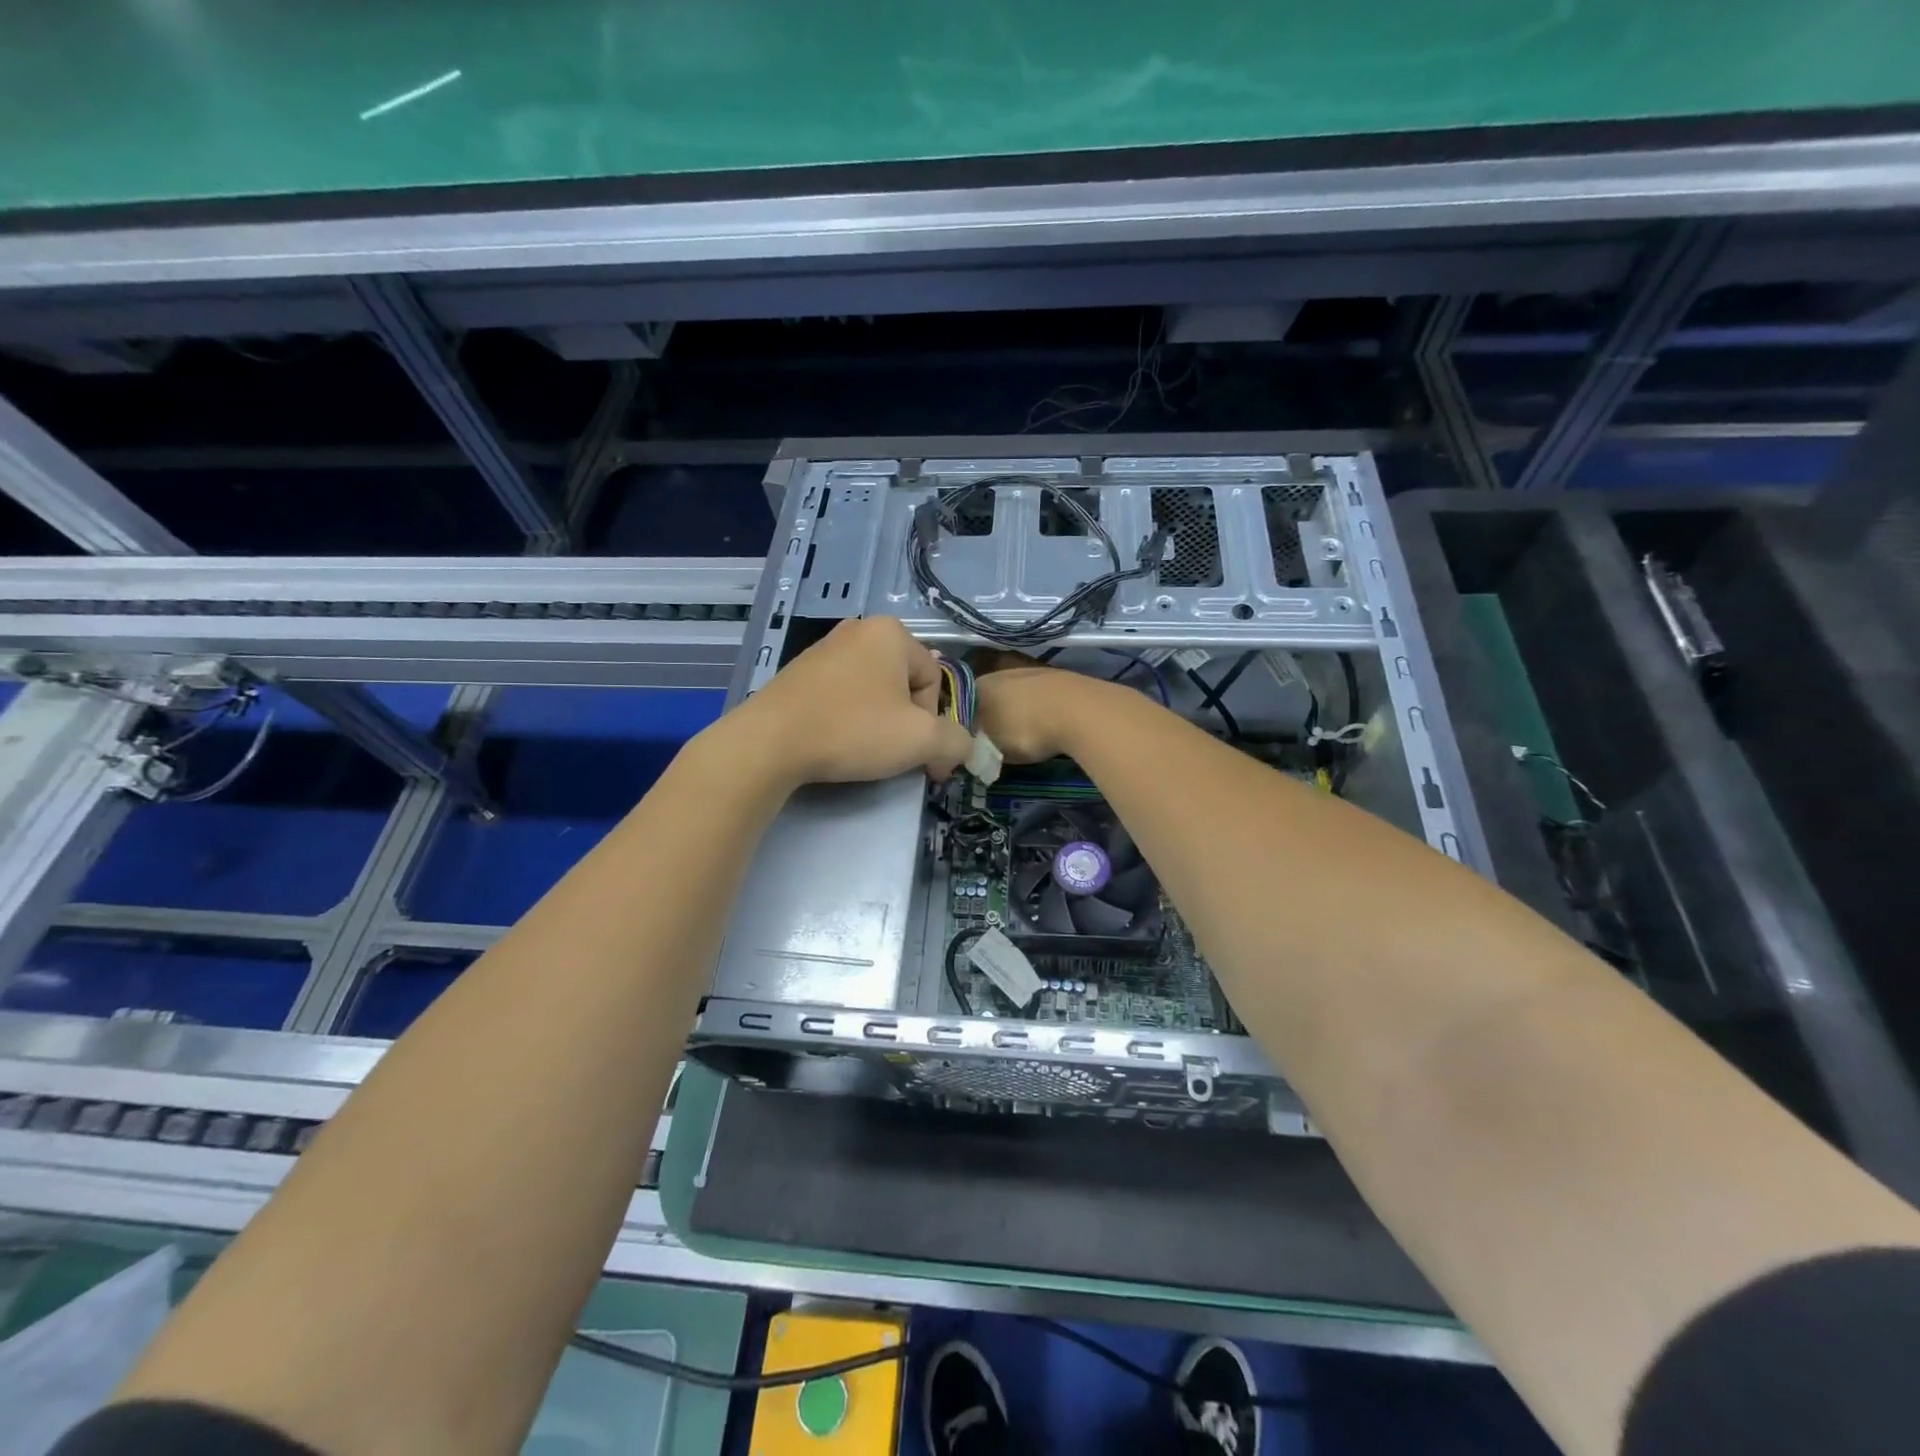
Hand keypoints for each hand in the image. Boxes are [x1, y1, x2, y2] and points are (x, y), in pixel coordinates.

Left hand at [723, 617, 974, 788]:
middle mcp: (859, 629)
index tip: (924, 760)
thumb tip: (960, 747)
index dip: (935, 725)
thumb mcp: (920, 740)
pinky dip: (850, 718)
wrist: (770, 742)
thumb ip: (956, 741)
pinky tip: (838, 741)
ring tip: (865, 752)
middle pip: (906, 684)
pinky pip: (843, 695)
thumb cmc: (852, 730)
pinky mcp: (800, 671)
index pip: (935, 680)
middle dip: (908, 723)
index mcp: (892, 632)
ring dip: (880, 723)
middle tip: (895, 756)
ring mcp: (825, 648)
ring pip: (874, 691)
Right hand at [973, 660, 1101, 763]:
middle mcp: (1003, 672)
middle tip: (996, 741)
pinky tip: (1048, 725)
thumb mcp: (990, 746)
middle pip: (991, 696)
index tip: (970, 741)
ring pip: (1017, 695)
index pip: (962, 702)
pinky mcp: (1060, 679)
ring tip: (1025, 735)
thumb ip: (975, 746)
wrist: (1080, 711)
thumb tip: (969, 747)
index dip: (965, 723)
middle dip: (993, 717)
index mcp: (981, 684)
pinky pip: (1041, 697)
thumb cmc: (1025, 729)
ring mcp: (1034, 672)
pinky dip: (1041, 710)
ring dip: (1019, 713)